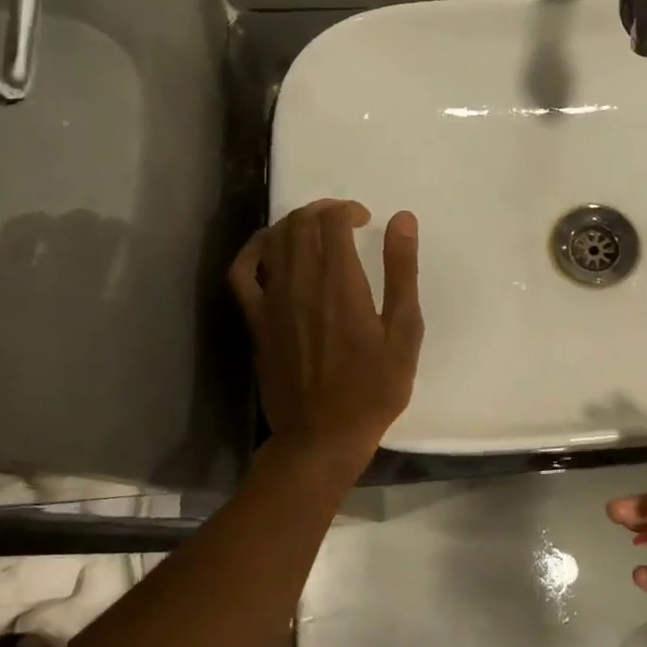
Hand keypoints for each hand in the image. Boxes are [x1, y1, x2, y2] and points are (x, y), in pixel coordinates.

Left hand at [228, 200, 423, 463]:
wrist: (323, 436)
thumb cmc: (374, 388)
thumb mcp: (404, 332)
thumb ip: (402, 273)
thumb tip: (402, 220)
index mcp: (340, 284)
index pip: (331, 221)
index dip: (347, 210)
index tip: (365, 220)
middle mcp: (300, 283)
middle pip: (300, 224)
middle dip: (323, 211)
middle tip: (344, 222)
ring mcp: (271, 301)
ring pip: (274, 240)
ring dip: (295, 224)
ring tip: (316, 231)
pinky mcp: (255, 320)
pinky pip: (242, 271)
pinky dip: (254, 249)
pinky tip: (269, 246)